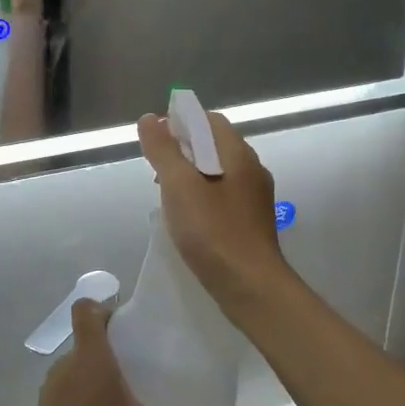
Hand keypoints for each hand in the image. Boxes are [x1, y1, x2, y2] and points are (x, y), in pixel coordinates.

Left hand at [13, 300, 246, 405]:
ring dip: (97, 373)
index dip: (104, 306)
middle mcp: (64, 369)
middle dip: (112, 345)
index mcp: (90, 361)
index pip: (86, 310)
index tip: (131, 321)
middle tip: (144, 363)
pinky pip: (65, 393)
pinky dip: (84, 398)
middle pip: (85, 340)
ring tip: (129, 397)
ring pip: (75, 368)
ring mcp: (48, 395)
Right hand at [138, 110, 288, 302]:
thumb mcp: (179, 186)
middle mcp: (252, 170)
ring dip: (190, 173)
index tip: (155, 137)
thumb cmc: (213, 232)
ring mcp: (254, 198)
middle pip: (214, 145)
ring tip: (165, 191)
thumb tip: (150, 118)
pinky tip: (187, 215)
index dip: (181, 122)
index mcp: (238, 155)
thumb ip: (163, 150)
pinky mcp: (251, 222)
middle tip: (155, 165)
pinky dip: (202, 194)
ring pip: (218, 171)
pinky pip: (223, 195)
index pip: (210, 121)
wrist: (251, 287)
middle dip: (183, 148)